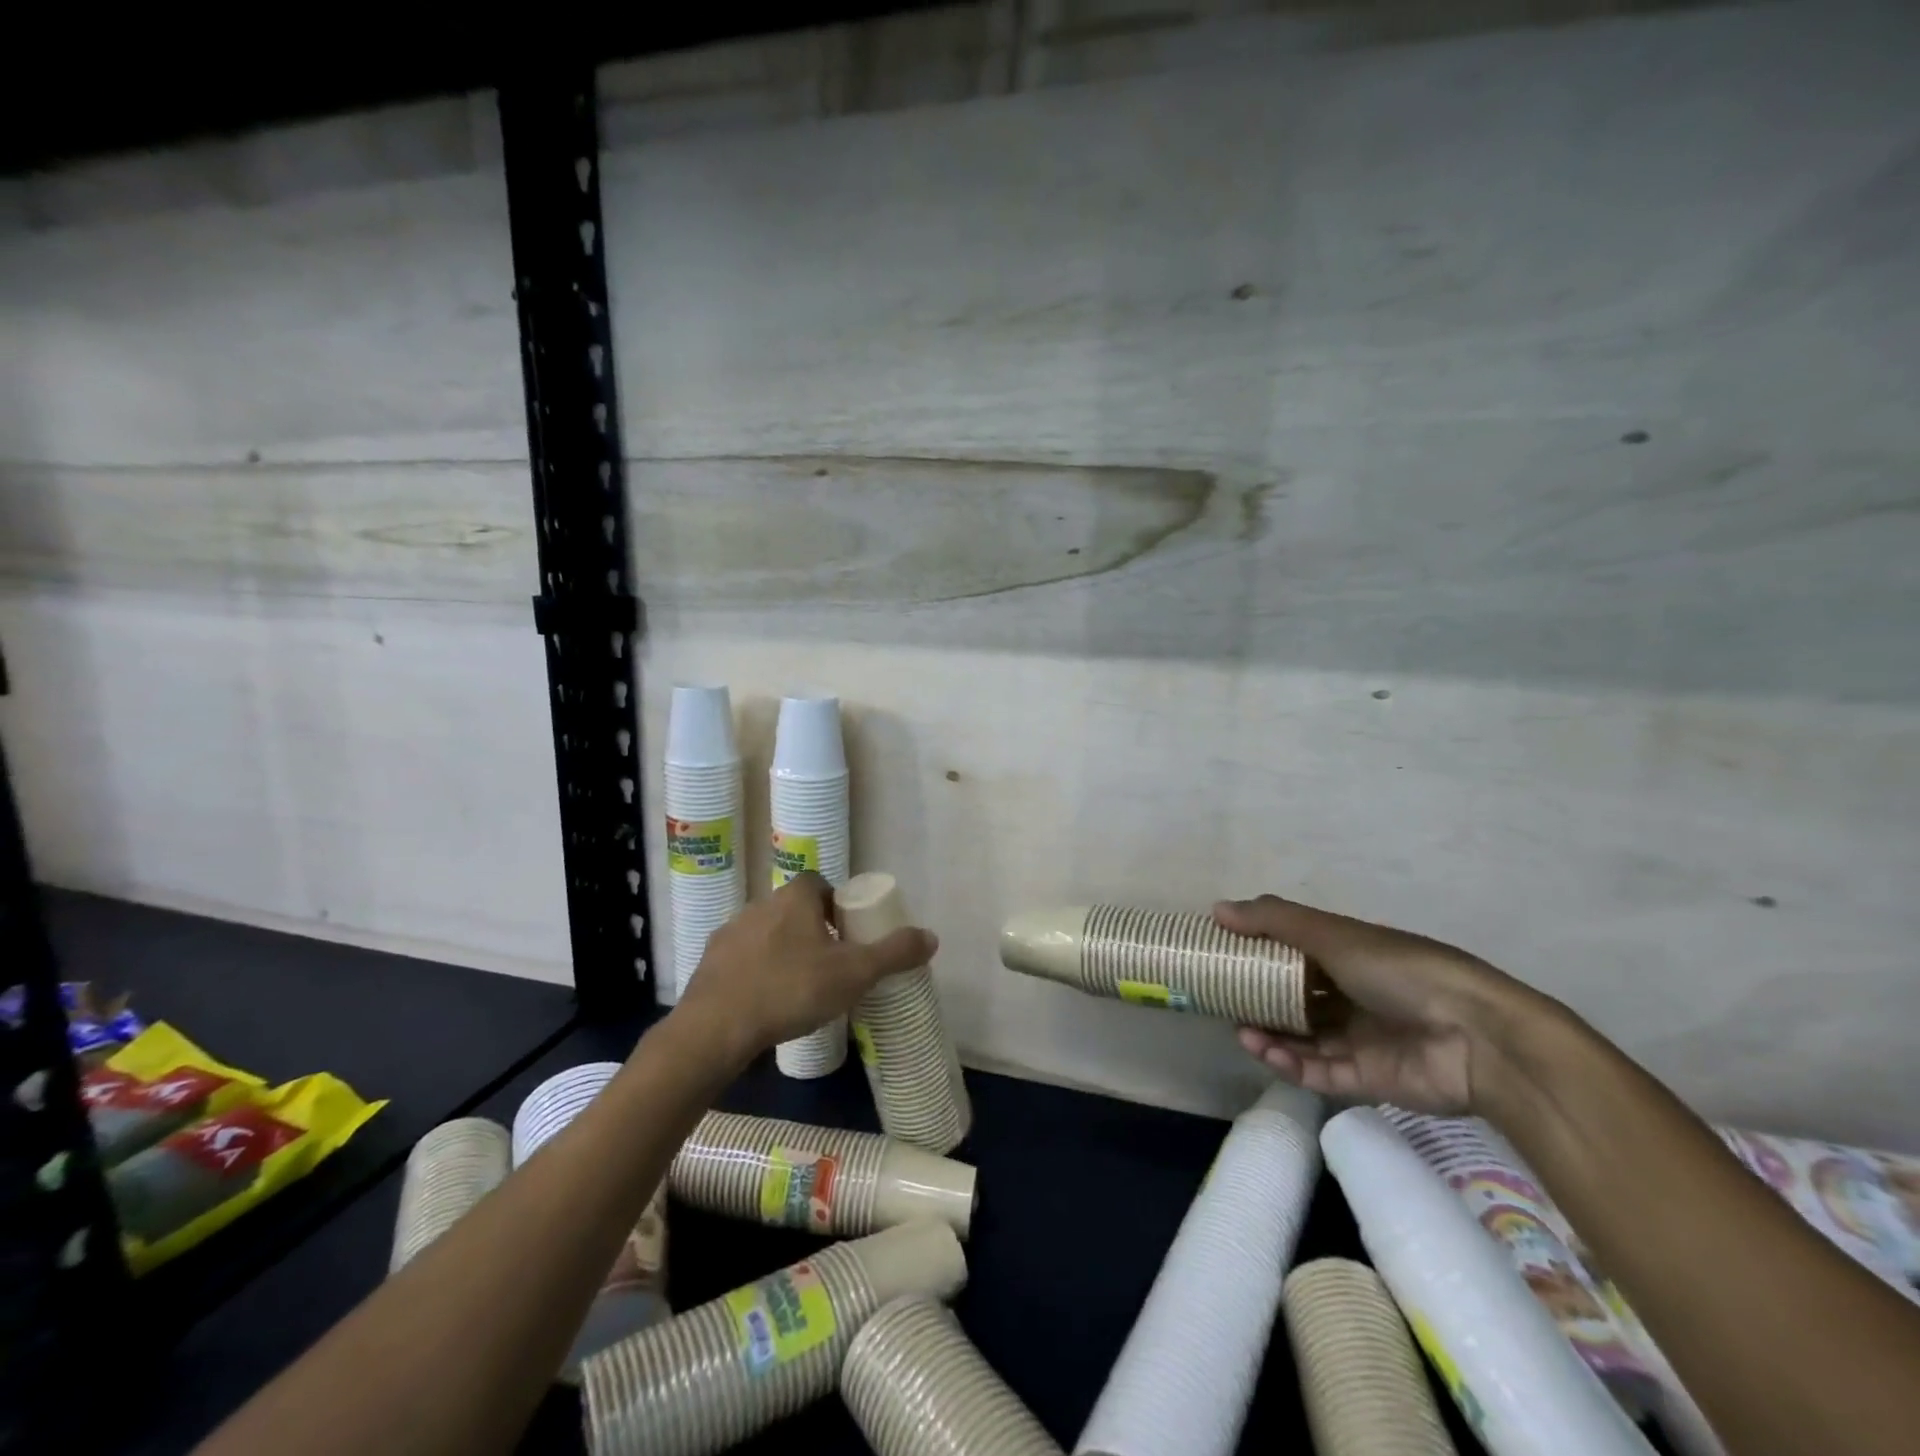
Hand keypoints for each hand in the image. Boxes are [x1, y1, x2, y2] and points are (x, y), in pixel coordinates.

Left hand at [674, 873, 936, 1064]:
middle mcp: (760, 905)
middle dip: (813, 931)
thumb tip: (931, 936)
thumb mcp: (854, 974)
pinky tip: (765, 1004)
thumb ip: (894, 953)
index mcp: (795, 898)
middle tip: (831, 965)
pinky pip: (742, 961)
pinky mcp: (708, 964)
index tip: (850, 934)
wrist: (715, 1029)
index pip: (821, 884)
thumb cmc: (791, 990)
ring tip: (798, 988)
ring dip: (783, 952)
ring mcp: (729, 934)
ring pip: (766, 935)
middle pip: (794, 909)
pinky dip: (755, 974)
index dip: (838, 905)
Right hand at [1217, 895, 1548, 1114]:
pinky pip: (1320, 1071)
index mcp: (1350, 956)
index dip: (1260, 953)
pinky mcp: (1368, 1080)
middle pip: (1296, 999)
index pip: (1295, 953)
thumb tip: (1216, 909)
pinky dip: (1291, 1064)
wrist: (1479, 1039)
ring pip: (1304, 1038)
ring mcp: (1362, 1039)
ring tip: (1241, 1032)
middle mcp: (1353, 995)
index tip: (1224, 956)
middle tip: (1225, 1001)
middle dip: (1260, 1001)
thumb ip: (1273, 921)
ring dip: (1270, 1034)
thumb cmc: (1401, 971)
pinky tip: (1265, 1052)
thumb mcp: (1333, 934)